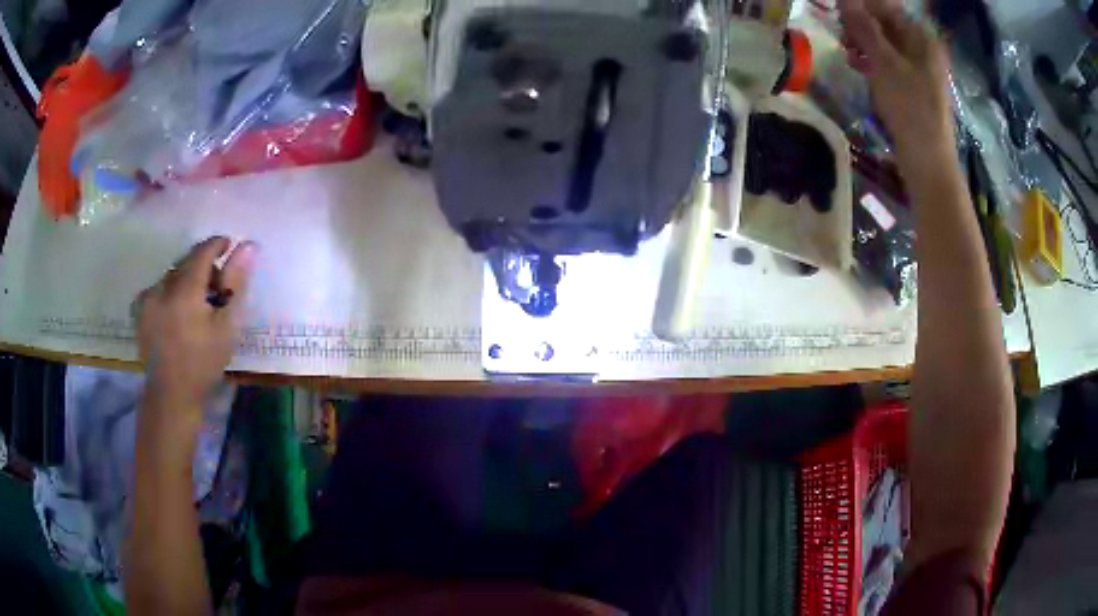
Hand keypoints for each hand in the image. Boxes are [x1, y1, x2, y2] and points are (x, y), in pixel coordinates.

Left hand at [135, 237, 256, 414]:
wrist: (171, 396)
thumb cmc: (203, 363)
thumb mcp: (227, 326)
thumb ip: (235, 283)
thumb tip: (248, 246)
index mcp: (185, 288)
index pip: (203, 251)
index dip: (218, 245)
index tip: (229, 247)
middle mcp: (163, 286)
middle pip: (186, 262)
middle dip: (202, 267)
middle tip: (216, 288)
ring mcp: (148, 298)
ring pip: (171, 276)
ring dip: (185, 280)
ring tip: (195, 305)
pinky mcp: (140, 311)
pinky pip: (158, 289)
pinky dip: (169, 293)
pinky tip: (175, 313)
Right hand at [840, 1, 953, 158]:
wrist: (927, 160)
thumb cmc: (910, 108)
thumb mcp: (884, 63)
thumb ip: (864, 28)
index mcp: (921, 38)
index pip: (885, 7)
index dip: (859, 6)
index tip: (837, 12)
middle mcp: (921, 47)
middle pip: (884, 23)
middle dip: (859, 25)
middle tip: (842, 36)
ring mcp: (918, 66)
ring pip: (883, 42)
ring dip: (862, 43)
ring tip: (848, 54)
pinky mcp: (912, 84)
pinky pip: (888, 61)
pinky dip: (872, 60)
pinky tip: (858, 67)